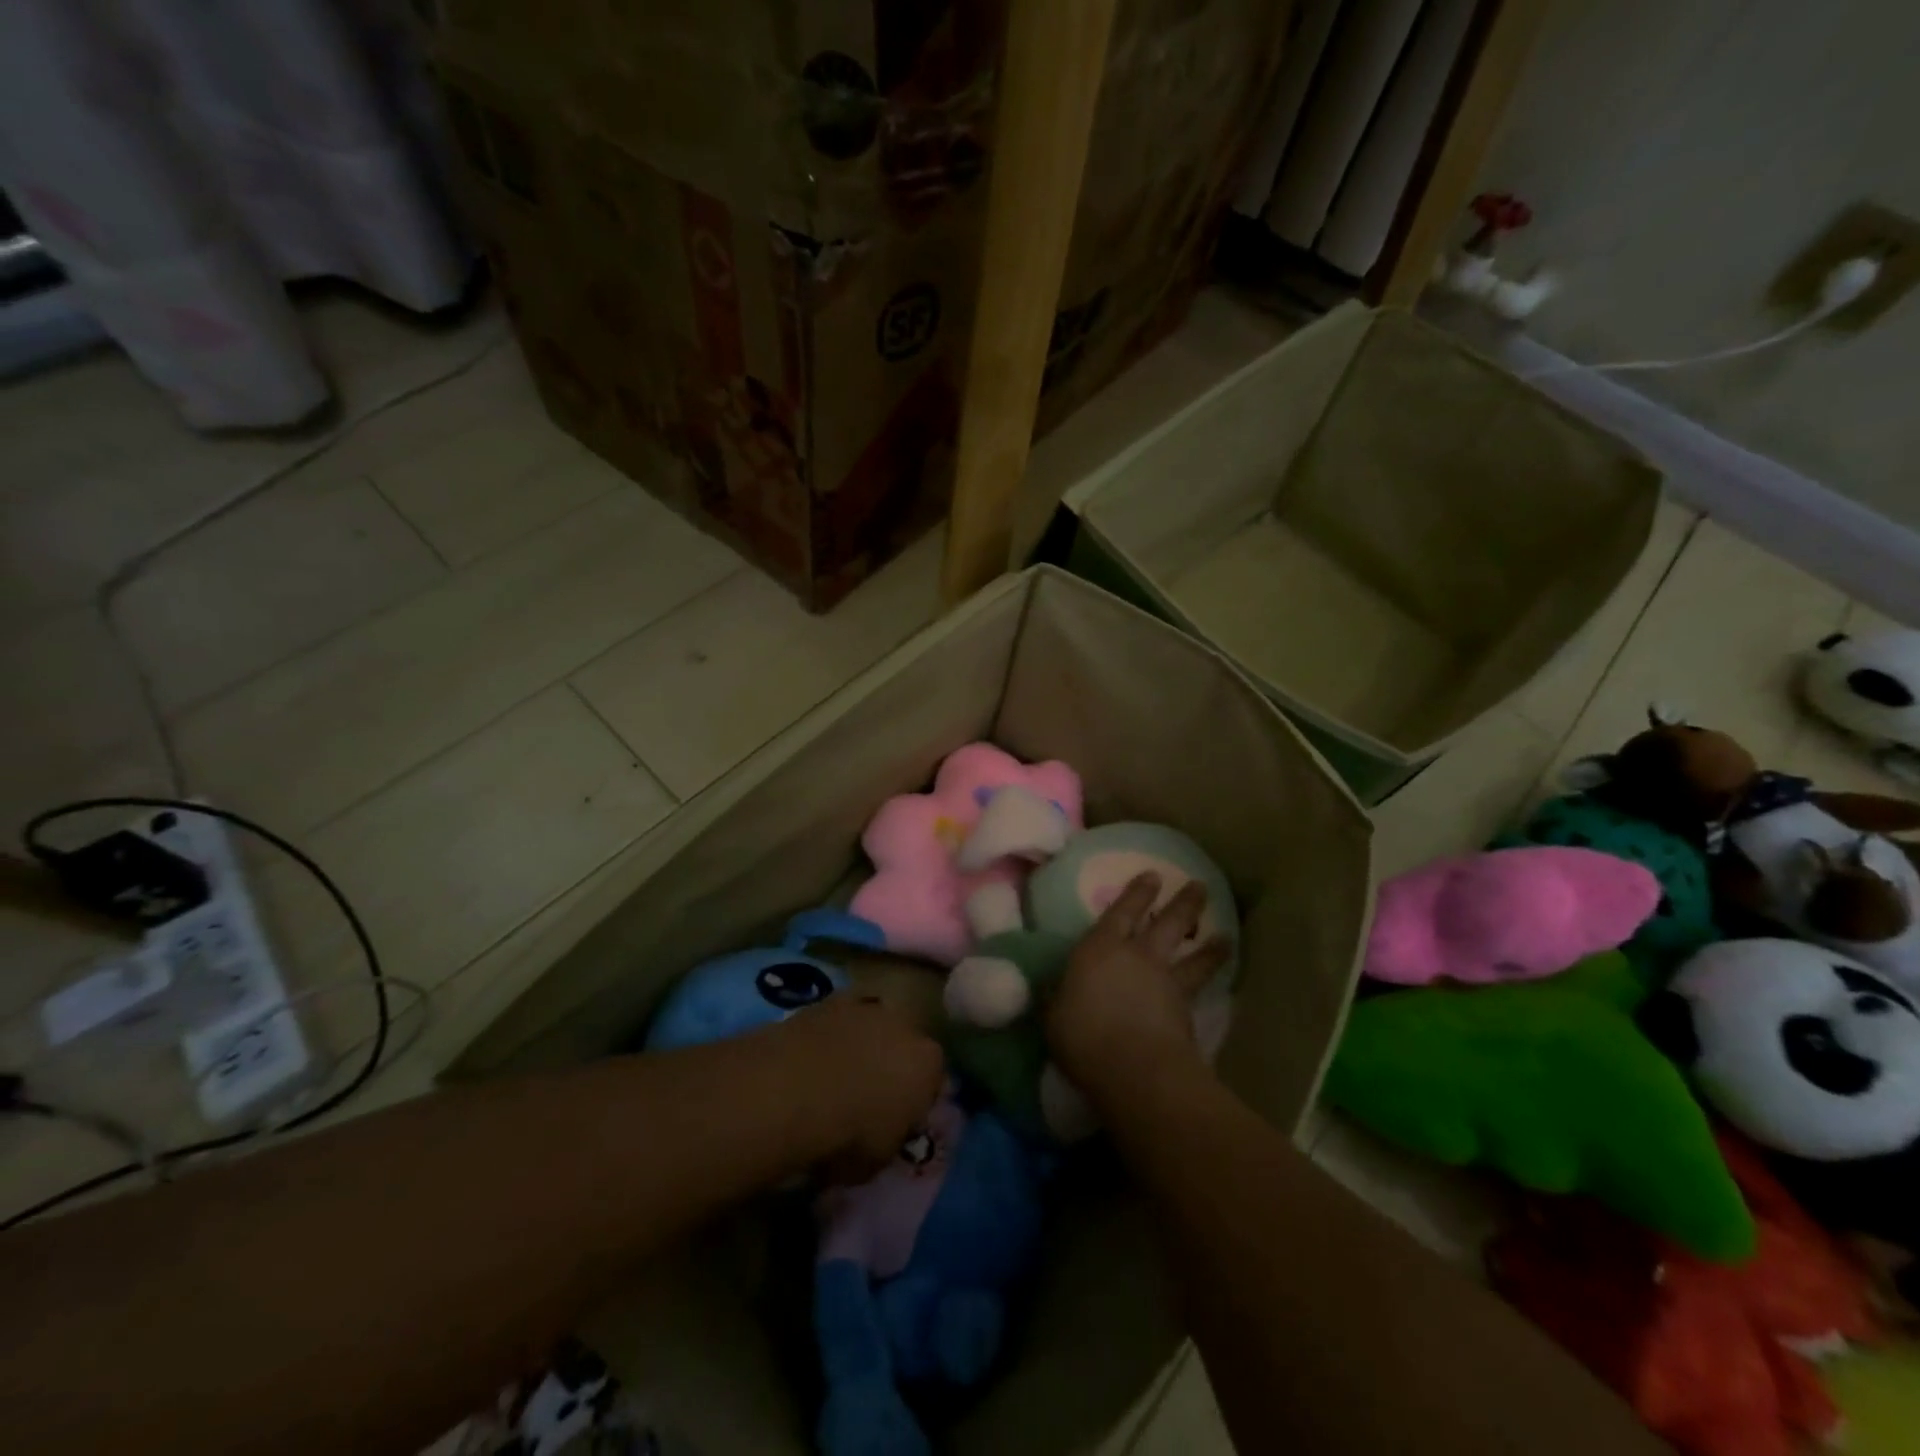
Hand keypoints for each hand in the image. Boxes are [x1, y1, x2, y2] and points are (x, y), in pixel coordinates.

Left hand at [776, 995, 945, 1179]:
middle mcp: (904, 1024)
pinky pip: (837, 1018)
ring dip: (861, 1043)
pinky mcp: (827, 1000)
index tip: (898, 1117)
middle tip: (868, 1092)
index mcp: (928, 1062)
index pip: (933, 1079)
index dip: (916, 1099)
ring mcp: (865, 1006)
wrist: (793, 1091)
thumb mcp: (881, 1157)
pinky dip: (830, 1034)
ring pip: (871, 1025)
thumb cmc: (848, 1134)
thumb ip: (893, 1135)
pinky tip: (813, 1056)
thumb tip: (886, 1130)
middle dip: (892, 1062)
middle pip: (904, 1043)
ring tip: (836, 1074)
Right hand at [1046, 873, 1230, 1101]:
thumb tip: (1054, 991)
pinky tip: (1216, 982)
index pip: (1120, 911)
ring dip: (1210, 945)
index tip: (1153, 875)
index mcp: (1100, 948)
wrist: (1135, 1070)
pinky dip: (1210, 979)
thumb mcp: (1054, 1017)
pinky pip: (1200, 988)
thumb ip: (1057, 999)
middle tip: (1199, 886)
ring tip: (1225, 936)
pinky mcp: (1187, 1011)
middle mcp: (1138, 956)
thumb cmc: (1083, 1036)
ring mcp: (1167, 982)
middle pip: (1167, 922)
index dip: (1136, 893)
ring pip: (1193, 955)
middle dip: (1183, 902)